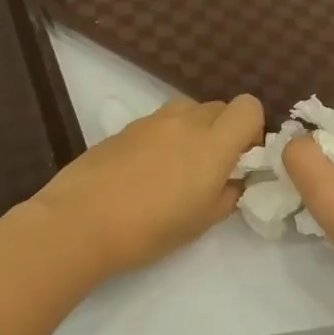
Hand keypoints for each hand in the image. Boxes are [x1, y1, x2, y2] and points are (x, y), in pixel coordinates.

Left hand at [32, 95, 263, 278]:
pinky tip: (147, 170)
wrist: (82, 221)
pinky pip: (158, 122)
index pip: (248, 107)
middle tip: (211, 166)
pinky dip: (164, 136)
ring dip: (194, 128)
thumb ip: (228, 194)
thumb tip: (233, 180)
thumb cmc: (151, 228)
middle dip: (223, 129)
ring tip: (179, 164)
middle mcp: (186, 122)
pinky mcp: (125, 128)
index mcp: (213, 143)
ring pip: (187, 109)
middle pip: (219, 106)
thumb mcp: (202, 221)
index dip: (251, 128)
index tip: (241, 157)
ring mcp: (152, 121)